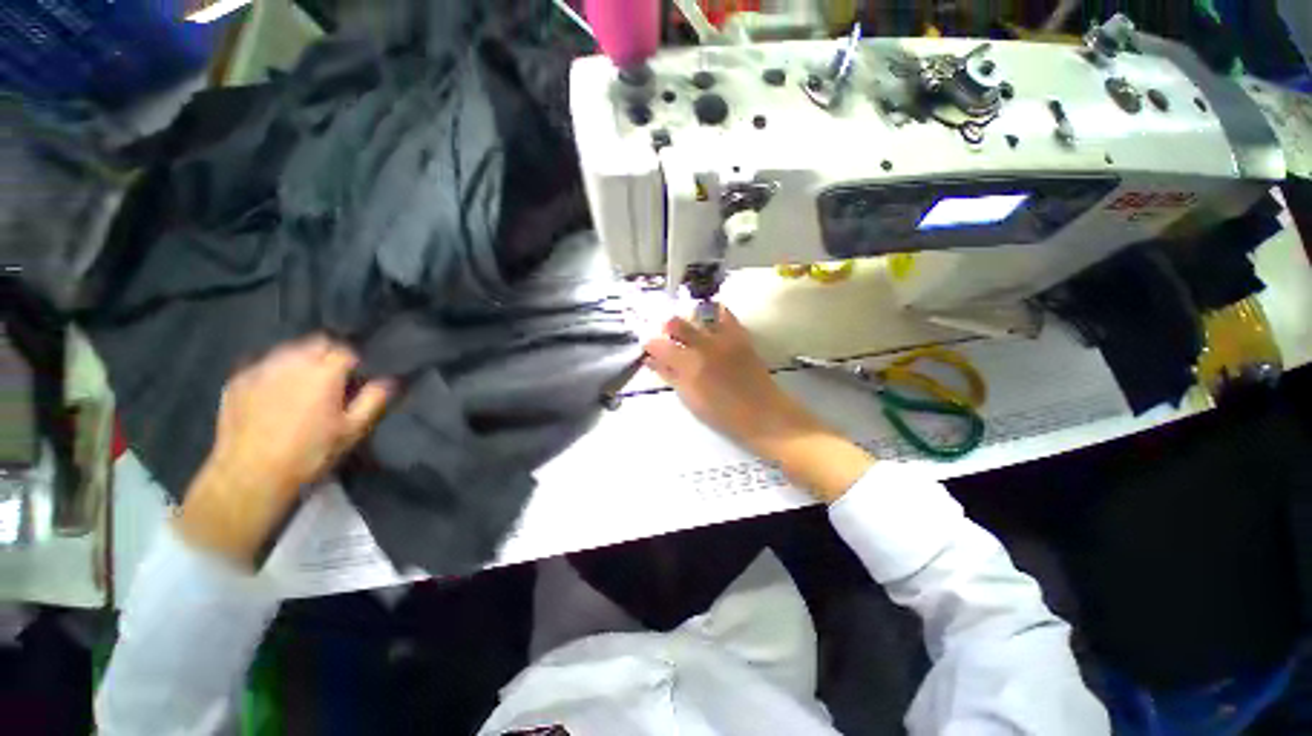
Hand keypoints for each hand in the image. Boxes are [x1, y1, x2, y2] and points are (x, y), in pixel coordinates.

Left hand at [177, 337, 392, 566]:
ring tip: (303, 383)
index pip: (346, 349)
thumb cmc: (309, 453)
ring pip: (288, 349)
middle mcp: (291, 361)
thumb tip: (390, 380)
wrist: (250, 475)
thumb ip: (374, 400)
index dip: (355, 360)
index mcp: (323, 372)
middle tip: (333, 377)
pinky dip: (275, 371)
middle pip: (317, 342)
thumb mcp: (352, 430)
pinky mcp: (237, 380)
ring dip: (302, 359)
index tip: (357, 376)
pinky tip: (275, 392)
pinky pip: (263, 364)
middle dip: (329, 353)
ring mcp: (260, 368)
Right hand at [645, 307, 872, 502]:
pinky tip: (711, 322)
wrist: (765, 415)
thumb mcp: (690, 399)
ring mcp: (724, 338)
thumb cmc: (724, 414)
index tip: (650, 350)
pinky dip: (715, 314)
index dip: (650, 345)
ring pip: (697, 316)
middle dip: (666, 328)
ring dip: (688, 321)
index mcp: (689, 365)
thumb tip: (652, 361)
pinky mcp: (740, 336)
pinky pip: (725, 315)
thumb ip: (670, 376)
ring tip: (688, 333)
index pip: (659, 345)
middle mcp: (704, 346)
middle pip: (675, 323)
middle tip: (667, 339)